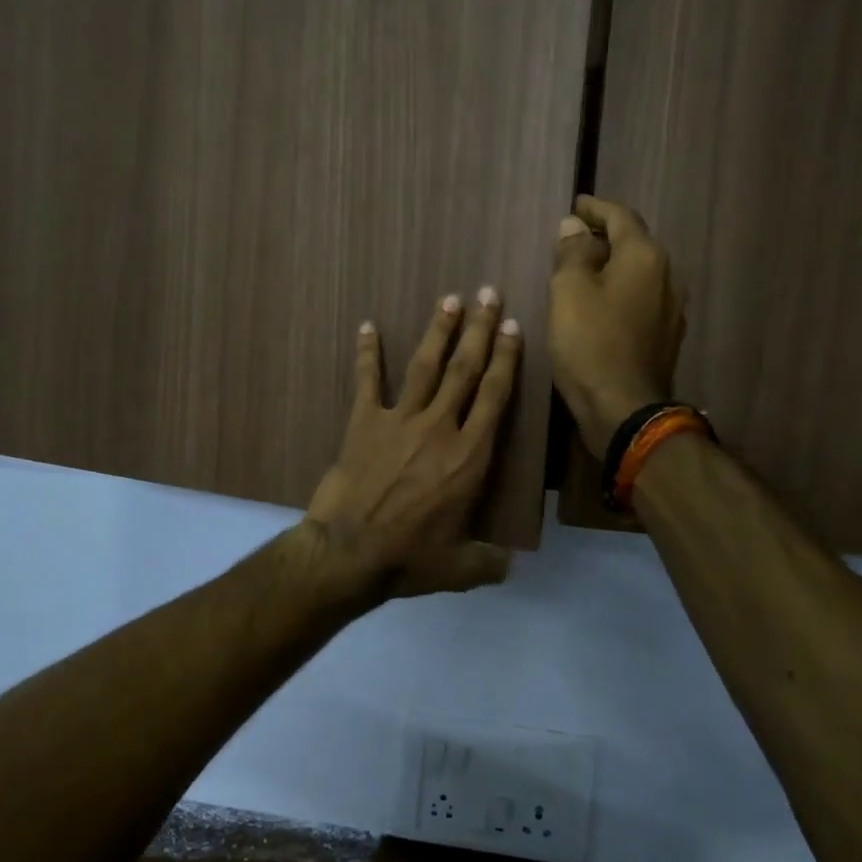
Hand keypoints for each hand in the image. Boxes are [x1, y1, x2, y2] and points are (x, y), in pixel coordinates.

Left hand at [303, 288, 521, 598]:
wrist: (348, 553)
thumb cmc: (409, 558)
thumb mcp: (460, 568)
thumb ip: (490, 561)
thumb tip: (509, 566)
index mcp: (469, 456)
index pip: (495, 396)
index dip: (506, 359)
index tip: (513, 327)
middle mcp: (439, 427)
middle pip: (465, 369)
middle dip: (480, 329)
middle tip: (489, 294)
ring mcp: (399, 421)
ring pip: (425, 366)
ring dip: (438, 331)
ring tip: (450, 299)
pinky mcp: (363, 423)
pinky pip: (366, 381)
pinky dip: (367, 353)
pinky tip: (368, 326)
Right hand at [548, 195, 686, 457]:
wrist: (623, 408)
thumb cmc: (590, 343)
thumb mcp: (568, 291)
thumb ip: (572, 252)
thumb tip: (574, 227)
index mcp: (645, 256)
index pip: (621, 217)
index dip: (595, 209)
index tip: (576, 205)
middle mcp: (667, 275)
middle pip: (635, 244)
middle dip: (605, 237)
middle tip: (574, 238)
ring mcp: (671, 309)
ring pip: (639, 273)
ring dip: (613, 266)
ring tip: (584, 271)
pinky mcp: (665, 337)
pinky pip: (641, 300)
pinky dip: (620, 292)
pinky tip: (601, 305)